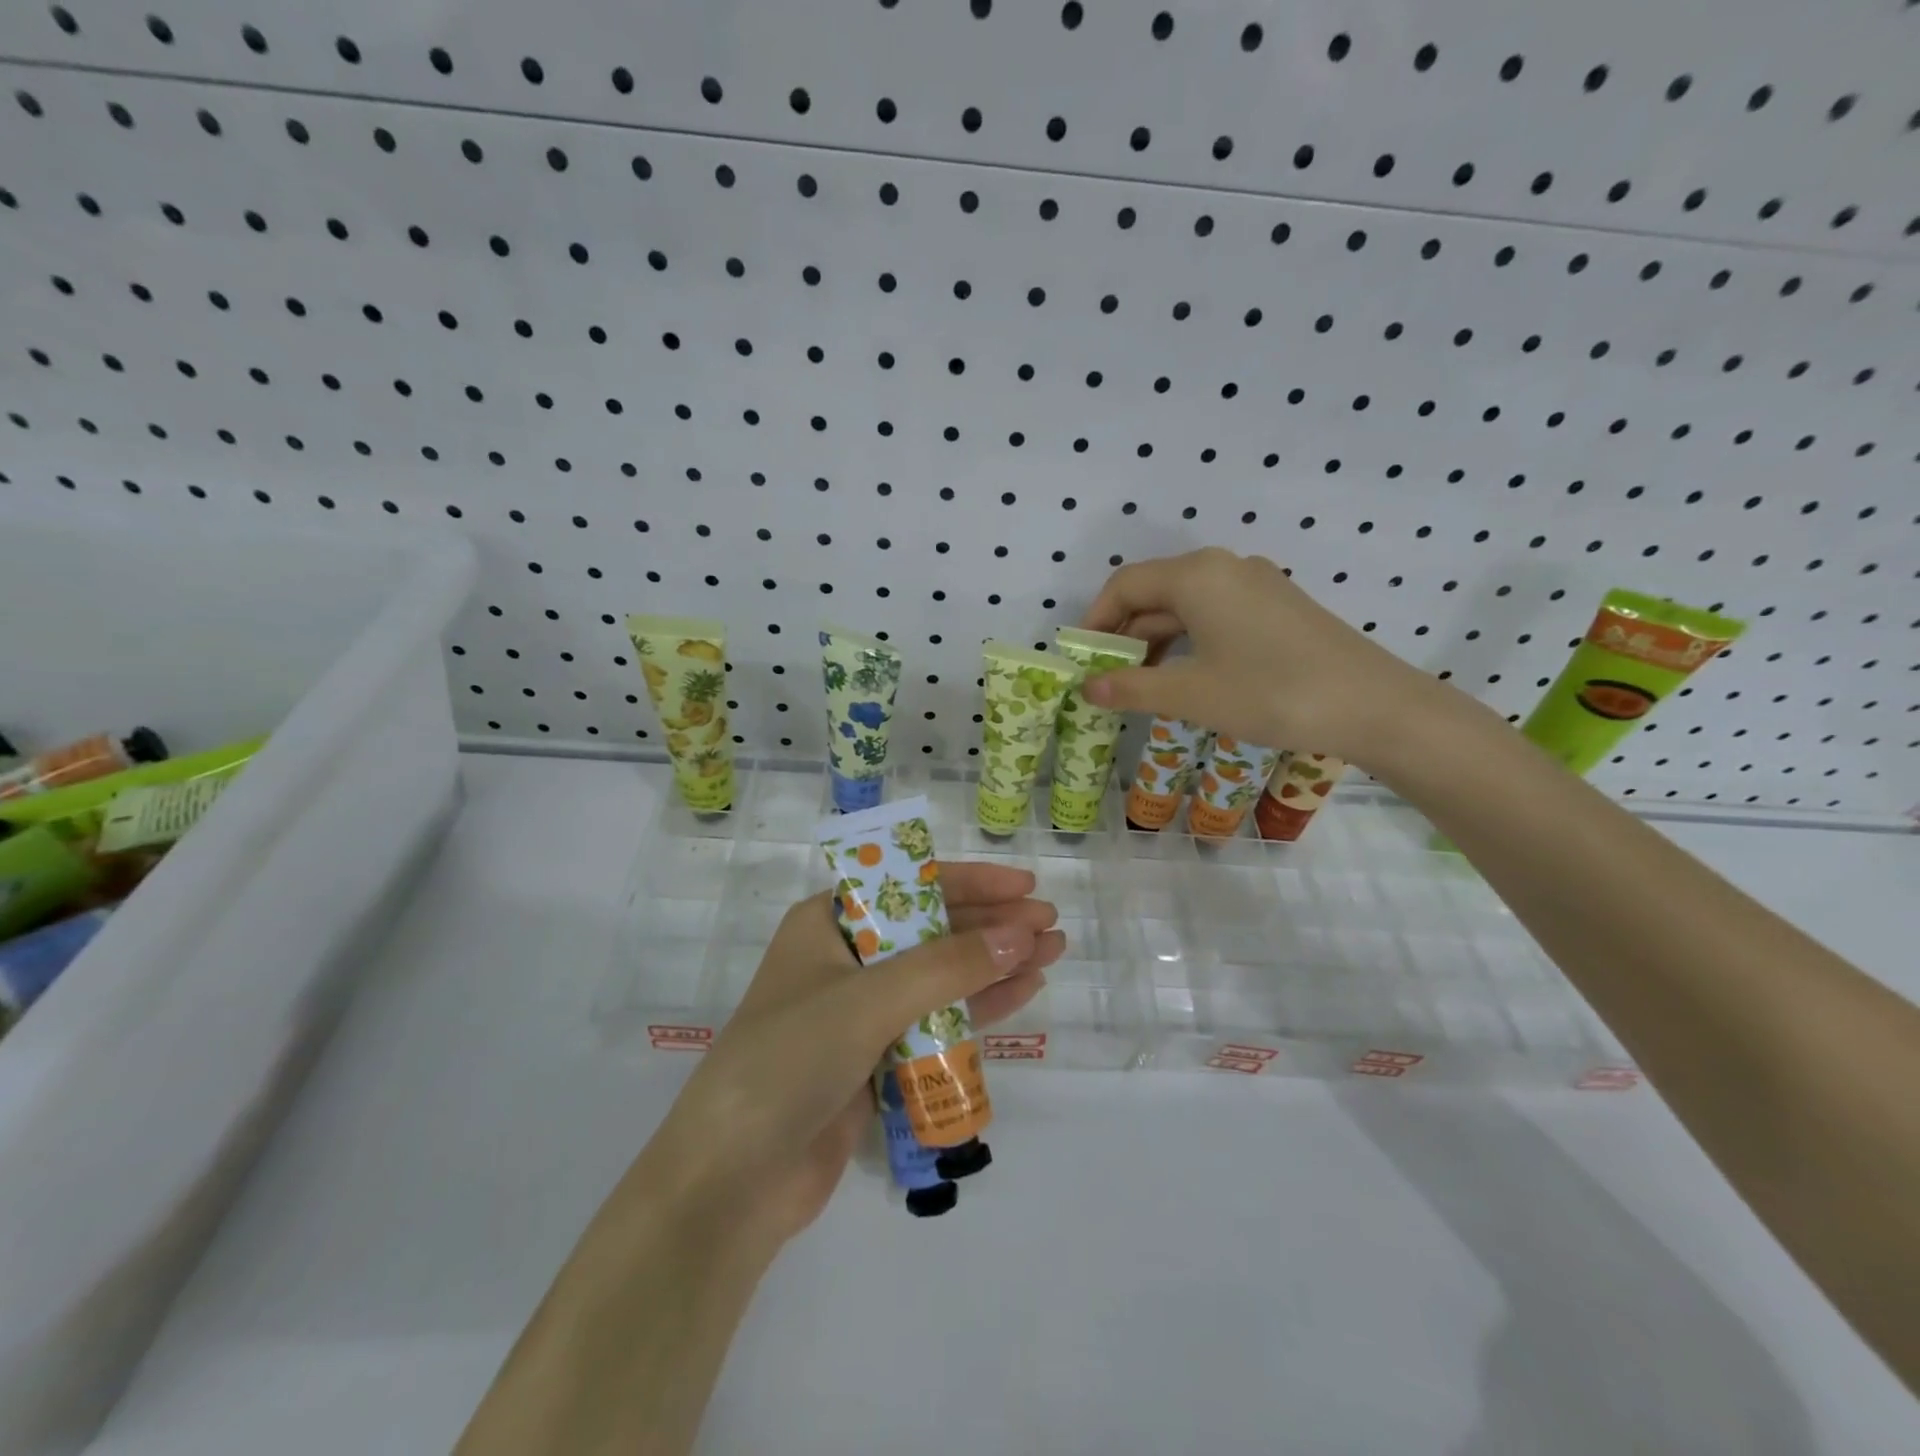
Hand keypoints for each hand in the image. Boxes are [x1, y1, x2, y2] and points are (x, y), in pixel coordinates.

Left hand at [633, 863, 1064, 1253]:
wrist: (734, 1181)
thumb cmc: (790, 1061)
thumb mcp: (869, 1000)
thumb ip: (948, 966)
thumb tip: (1021, 935)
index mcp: (827, 924)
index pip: (908, 885)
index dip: (970, 881)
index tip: (1023, 882)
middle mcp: (846, 958)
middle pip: (931, 929)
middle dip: (990, 925)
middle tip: (1049, 922)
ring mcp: (861, 1012)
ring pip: (940, 976)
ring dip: (993, 964)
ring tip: (1051, 953)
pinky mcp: (876, 1059)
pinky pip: (937, 1021)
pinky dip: (978, 1007)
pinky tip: (1022, 993)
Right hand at [1079, 548, 1440, 768]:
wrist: (1374, 706)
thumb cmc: (1272, 693)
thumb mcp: (1192, 694)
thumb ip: (1132, 687)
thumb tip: (1087, 688)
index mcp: (1197, 575)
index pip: (1125, 585)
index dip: (1095, 621)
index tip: (1081, 660)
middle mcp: (1224, 567)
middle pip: (1155, 593)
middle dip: (1124, 635)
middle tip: (1106, 680)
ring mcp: (1256, 585)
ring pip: (1185, 606)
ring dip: (1156, 642)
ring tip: (1139, 685)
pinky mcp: (1277, 607)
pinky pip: (1215, 615)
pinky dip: (1188, 643)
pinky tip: (1185, 678)